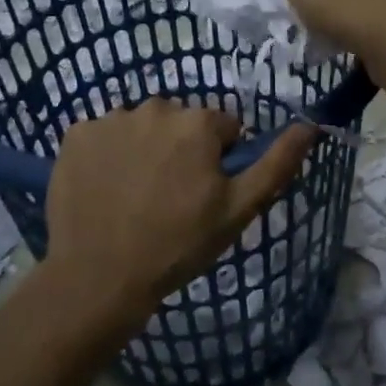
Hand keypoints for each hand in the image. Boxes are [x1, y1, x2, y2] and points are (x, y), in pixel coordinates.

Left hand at [45, 99, 315, 325]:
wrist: (98, 278)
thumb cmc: (177, 245)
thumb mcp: (238, 210)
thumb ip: (276, 164)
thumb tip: (310, 125)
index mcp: (198, 123)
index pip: (223, 128)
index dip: (219, 160)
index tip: (205, 193)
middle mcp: (154, 107)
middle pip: (180, 122)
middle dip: (181, 149)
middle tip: (170, 197)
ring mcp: (110, 119)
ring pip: (141, 127)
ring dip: (144, 148)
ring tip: (135, 195)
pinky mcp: (76, 135)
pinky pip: (103, 135)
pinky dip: (107, 154)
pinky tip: (105, 188)